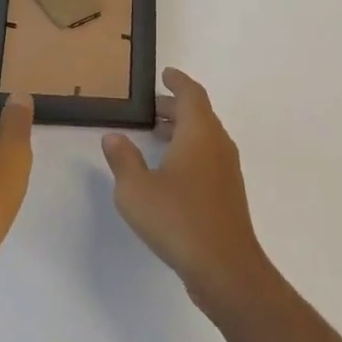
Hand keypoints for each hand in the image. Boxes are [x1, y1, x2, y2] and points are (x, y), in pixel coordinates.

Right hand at [101, 68, 270, 314]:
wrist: (225, 266)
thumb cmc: (178, 219)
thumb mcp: (136, 190)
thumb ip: (123, 159)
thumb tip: (114, 137)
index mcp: (199, 132)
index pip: (191, 94)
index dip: (177, 82)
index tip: (165, 74)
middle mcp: (218, 144)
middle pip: (199, 114)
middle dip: (175, 107)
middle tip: (150, 109)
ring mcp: (227, 169)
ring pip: (204, 136)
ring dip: (182, 130)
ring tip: (155, 136)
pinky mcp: (228, 192)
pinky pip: (208, 156)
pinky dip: (190, 150)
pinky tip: (170, 170)